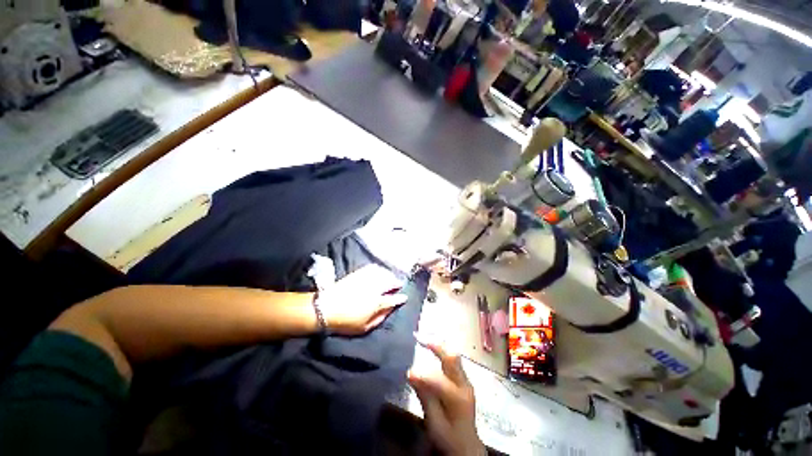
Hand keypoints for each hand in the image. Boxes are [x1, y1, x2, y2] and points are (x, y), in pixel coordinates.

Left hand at [316, 265, 407, 334]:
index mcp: (376, 303)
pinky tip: (380, 271)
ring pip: (383, 273)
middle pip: (390, 282)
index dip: (400, 298)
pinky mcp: (358, 273)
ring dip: (389, 275)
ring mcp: (366, 279)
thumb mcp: (364, 327)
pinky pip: (373, 268)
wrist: (325, 308)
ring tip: (391, 278)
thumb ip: (380, 318)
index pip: (393, 299)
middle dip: (397, 283)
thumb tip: (390, 310)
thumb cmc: (345, 322)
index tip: (405, 297)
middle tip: (399, 285)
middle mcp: (374, 288)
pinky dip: (379, 269)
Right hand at [409, 341, 484, 455]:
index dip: (422, 374)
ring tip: (423, 338)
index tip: (407, 372)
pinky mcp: (464, 380)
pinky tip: (432, 348)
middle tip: (419, 337)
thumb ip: (425, 397)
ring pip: (454, 356)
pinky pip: (453, 361)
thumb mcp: (434, 424)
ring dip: (438, 345)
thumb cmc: (449, 438)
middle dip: (436, 345)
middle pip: (452, 358)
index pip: (438, 380)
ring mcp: (466, 381)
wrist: (467, 446)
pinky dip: (442, 351)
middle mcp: (464, 384)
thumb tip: (411, 373)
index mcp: (458, 399)